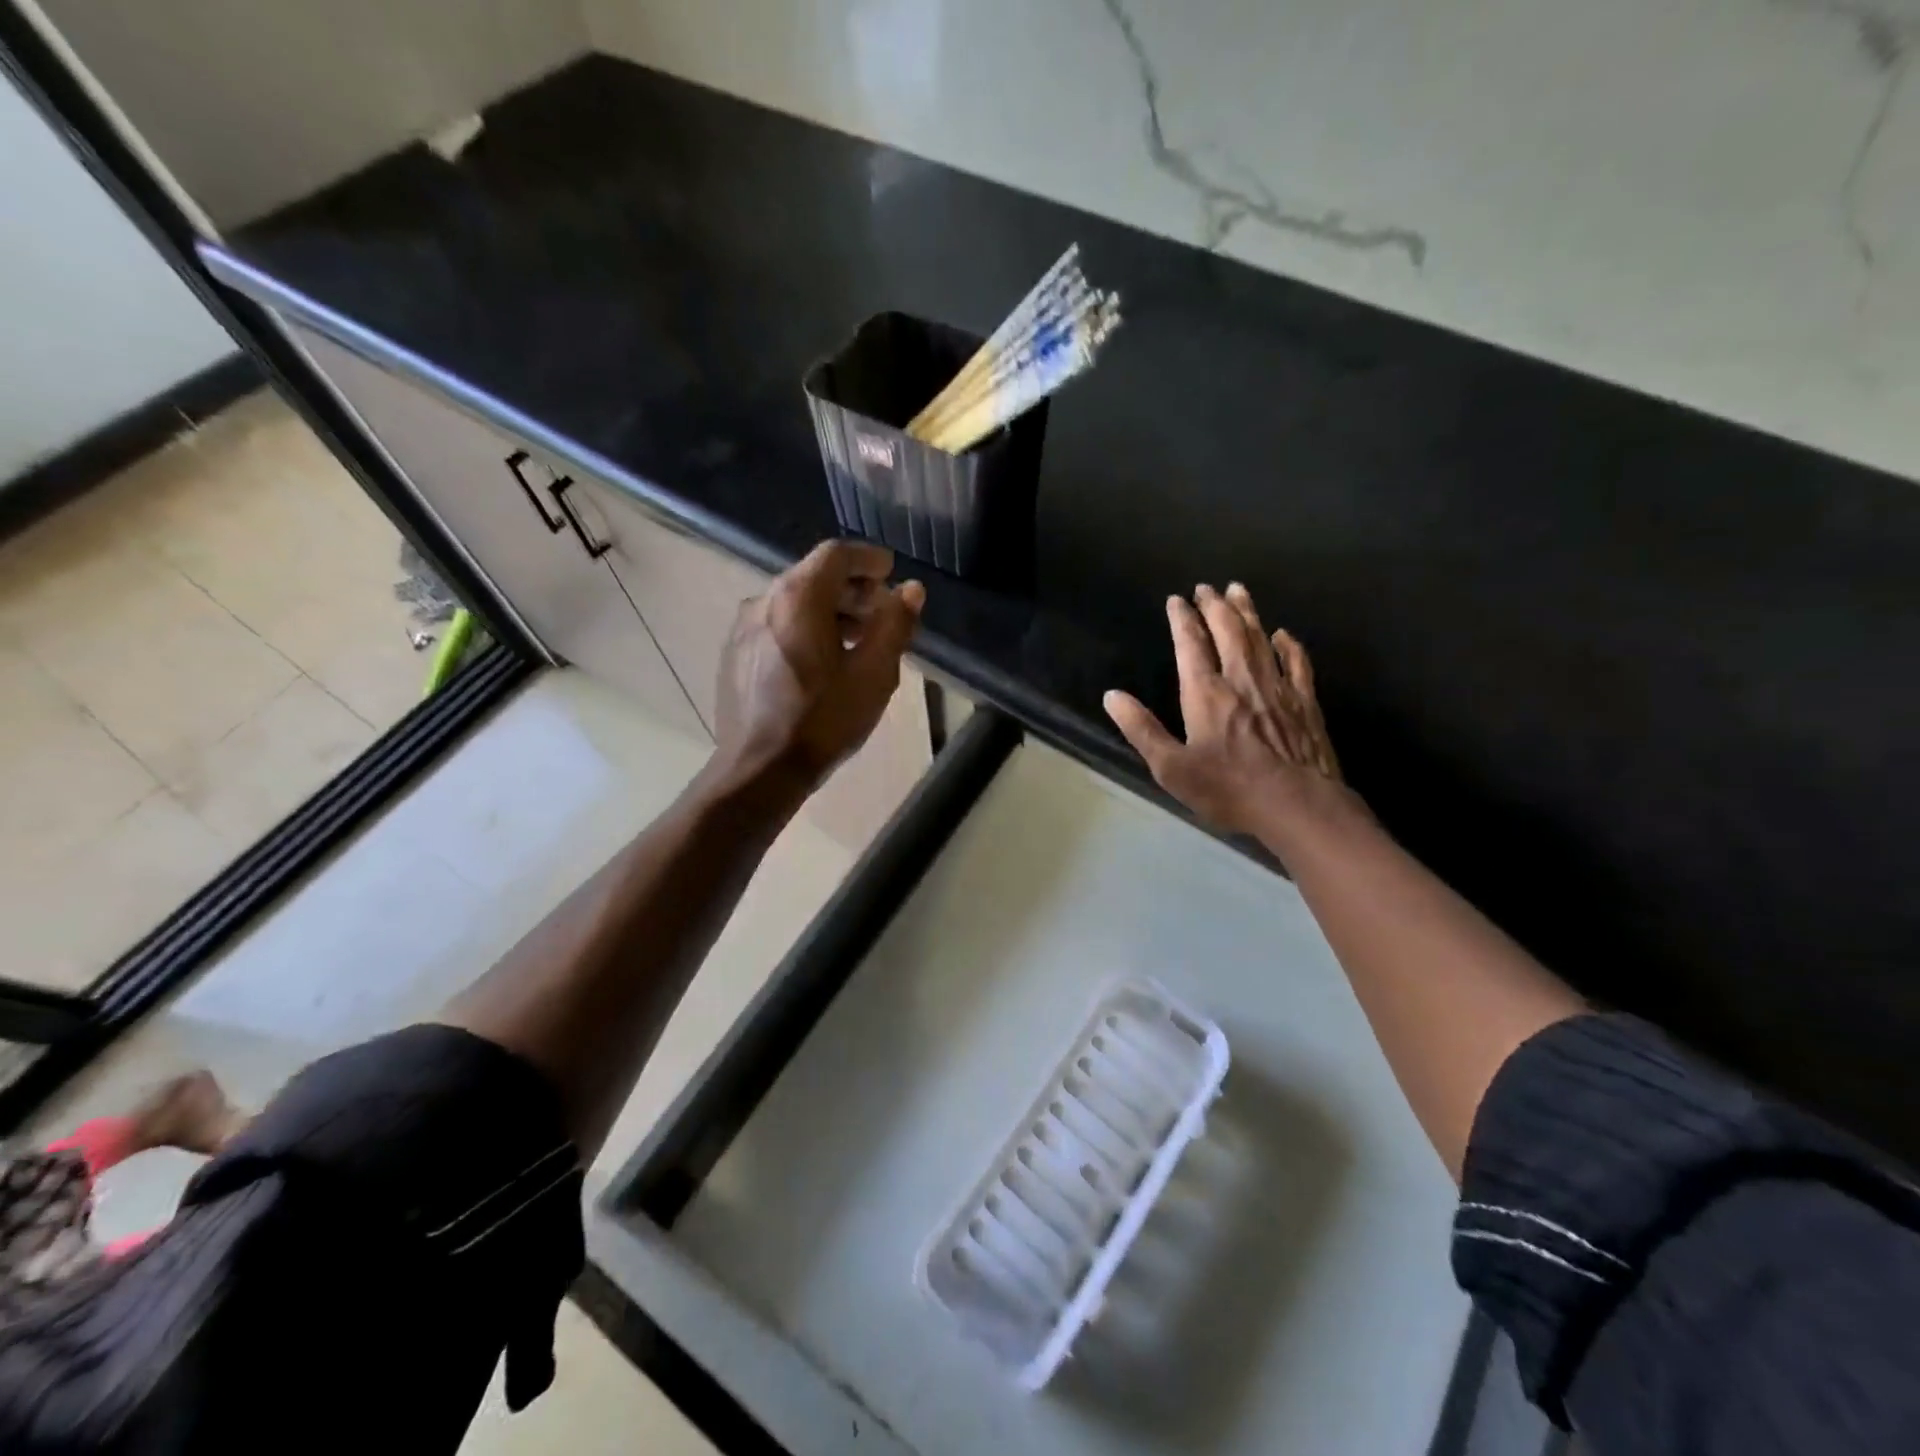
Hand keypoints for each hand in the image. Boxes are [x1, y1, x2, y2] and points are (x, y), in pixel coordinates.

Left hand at [713, 540, 924, 794]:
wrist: (759, 770)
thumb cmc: (823, 720)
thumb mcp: (874, 675)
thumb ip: (895, 625)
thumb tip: (911, 590)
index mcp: (799, 598)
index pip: (836, 555)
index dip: (868, 559)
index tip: (891, 572)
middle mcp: (764, 601)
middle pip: (813, 576)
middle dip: (852, 588)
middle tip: (882, 612)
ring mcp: (743, 628)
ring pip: (793, 602)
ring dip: (830, 611)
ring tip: (858, 640)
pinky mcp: (734, 654)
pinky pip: (776, 625)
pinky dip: (805, 628)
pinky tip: (822, 662)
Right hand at [1104, 583, 1346, 838]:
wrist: (1297, 805)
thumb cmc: (1228, 789)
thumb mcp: (1172, 768)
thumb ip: (1142, 729)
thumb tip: (1112, 696)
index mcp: (1206, 693)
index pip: (1191, 645)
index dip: (1183, 619)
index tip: (1176, 600)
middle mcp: (1241, 679)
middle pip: (1228, 631)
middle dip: (1215, 606)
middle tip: (1206, 587)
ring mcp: (1277, 687)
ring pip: (1260, 638)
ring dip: (1247, 612)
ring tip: (1238, 590)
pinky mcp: (1305, 702)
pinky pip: (1297, 662)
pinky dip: (1288, 644)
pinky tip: (1283, 634)